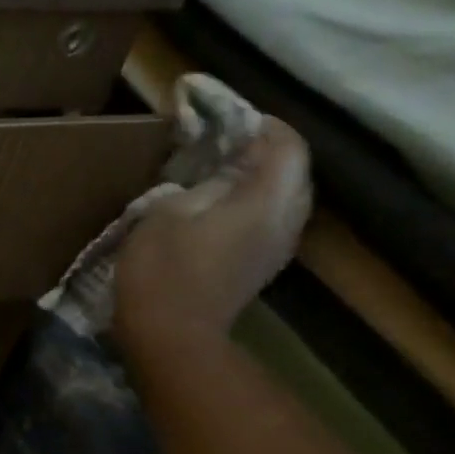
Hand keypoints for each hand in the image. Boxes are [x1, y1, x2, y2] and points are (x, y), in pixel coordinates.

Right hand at [112, 118, 312, 355]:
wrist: (171, 337)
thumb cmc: (163, 271)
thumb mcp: (167, 212)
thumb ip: (201, 184)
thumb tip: (220, 176)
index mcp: (267, 200)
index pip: (286, 146)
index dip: (262, 125)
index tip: (227, 116)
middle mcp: (285, 220)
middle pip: (291, 170)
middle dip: (262, 151)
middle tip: (222, 143)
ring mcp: (276, 248)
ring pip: (282, 197)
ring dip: (257, 180)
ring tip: (218, 173)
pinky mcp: (259, 267)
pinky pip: (268, 221)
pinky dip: (251, 205)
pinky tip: (218, 209)